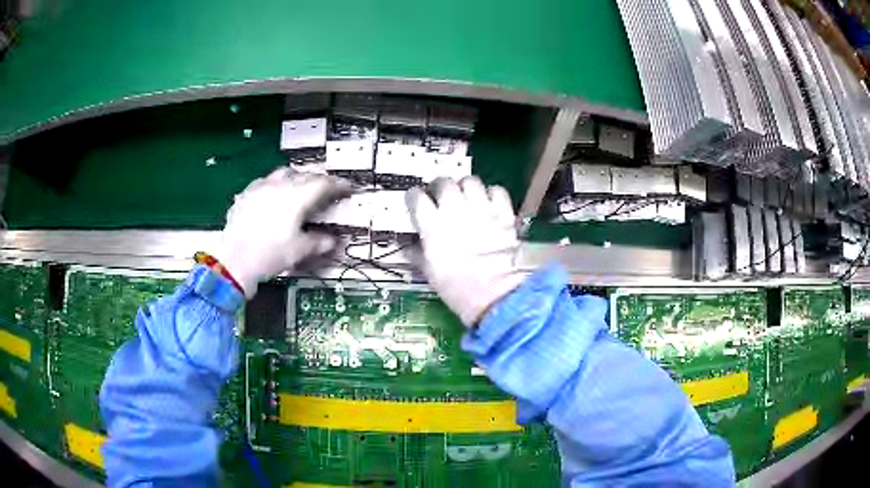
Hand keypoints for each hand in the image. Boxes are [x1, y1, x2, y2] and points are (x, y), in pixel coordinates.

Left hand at [217, 167, 350, 297]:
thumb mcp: (299, 251)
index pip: (324, 184)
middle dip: (318, 180)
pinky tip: (274, 196)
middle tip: (326, 189)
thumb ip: (319, 242)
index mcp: (297, 196)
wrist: (233, 260)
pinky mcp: (246, 194)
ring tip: (300, 188)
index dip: (338, 185)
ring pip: (284, 173)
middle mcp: (280, 185)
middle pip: (305, 174)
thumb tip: (332, 240)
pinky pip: (265, 182)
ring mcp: (260, 187)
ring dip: (297, 178)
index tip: (347, 188)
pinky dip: (276, 185)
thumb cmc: (270, 254)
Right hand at [406, 176, 524, 325]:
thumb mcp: (430, 273)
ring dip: (465, 187)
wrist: (497, 294)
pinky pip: (496, 190)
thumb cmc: (458, 288)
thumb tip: (407, 247)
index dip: (414, 196)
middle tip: (440, 196)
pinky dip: (492, 194)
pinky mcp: (503, 212)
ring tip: (465, 196)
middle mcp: (455, 210)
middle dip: (439, 186)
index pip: (417, 197)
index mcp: (432, 225)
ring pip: (470, 181)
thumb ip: (417, 254)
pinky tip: (489, 203)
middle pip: (444, 182)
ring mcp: (481, 208)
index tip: (415, 200)